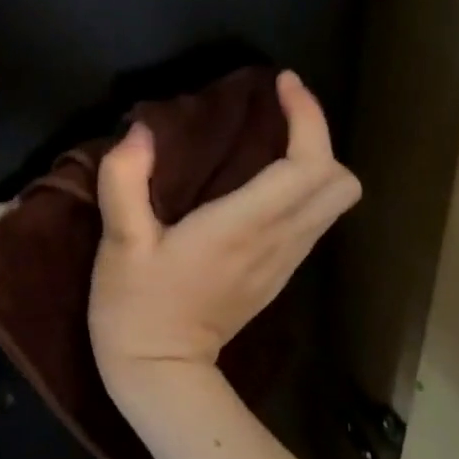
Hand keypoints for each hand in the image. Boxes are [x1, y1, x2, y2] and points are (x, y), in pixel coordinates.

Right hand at [88, 71, 360, 390]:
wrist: (160, 375)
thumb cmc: (136, 308)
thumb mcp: (118, 243)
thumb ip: (124, 180)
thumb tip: (140, 132)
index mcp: (243, 227)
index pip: (308, 163)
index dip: (307, 116)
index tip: (282, 83)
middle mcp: (277, 242)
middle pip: (339, 182)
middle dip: (318, 137)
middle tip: (277, 114)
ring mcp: (283, 263)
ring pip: (333, 204)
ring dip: (314, 162)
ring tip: (270, 139)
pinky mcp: (276, 277)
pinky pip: (312, 222)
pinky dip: (303, 190)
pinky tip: (261, 184)